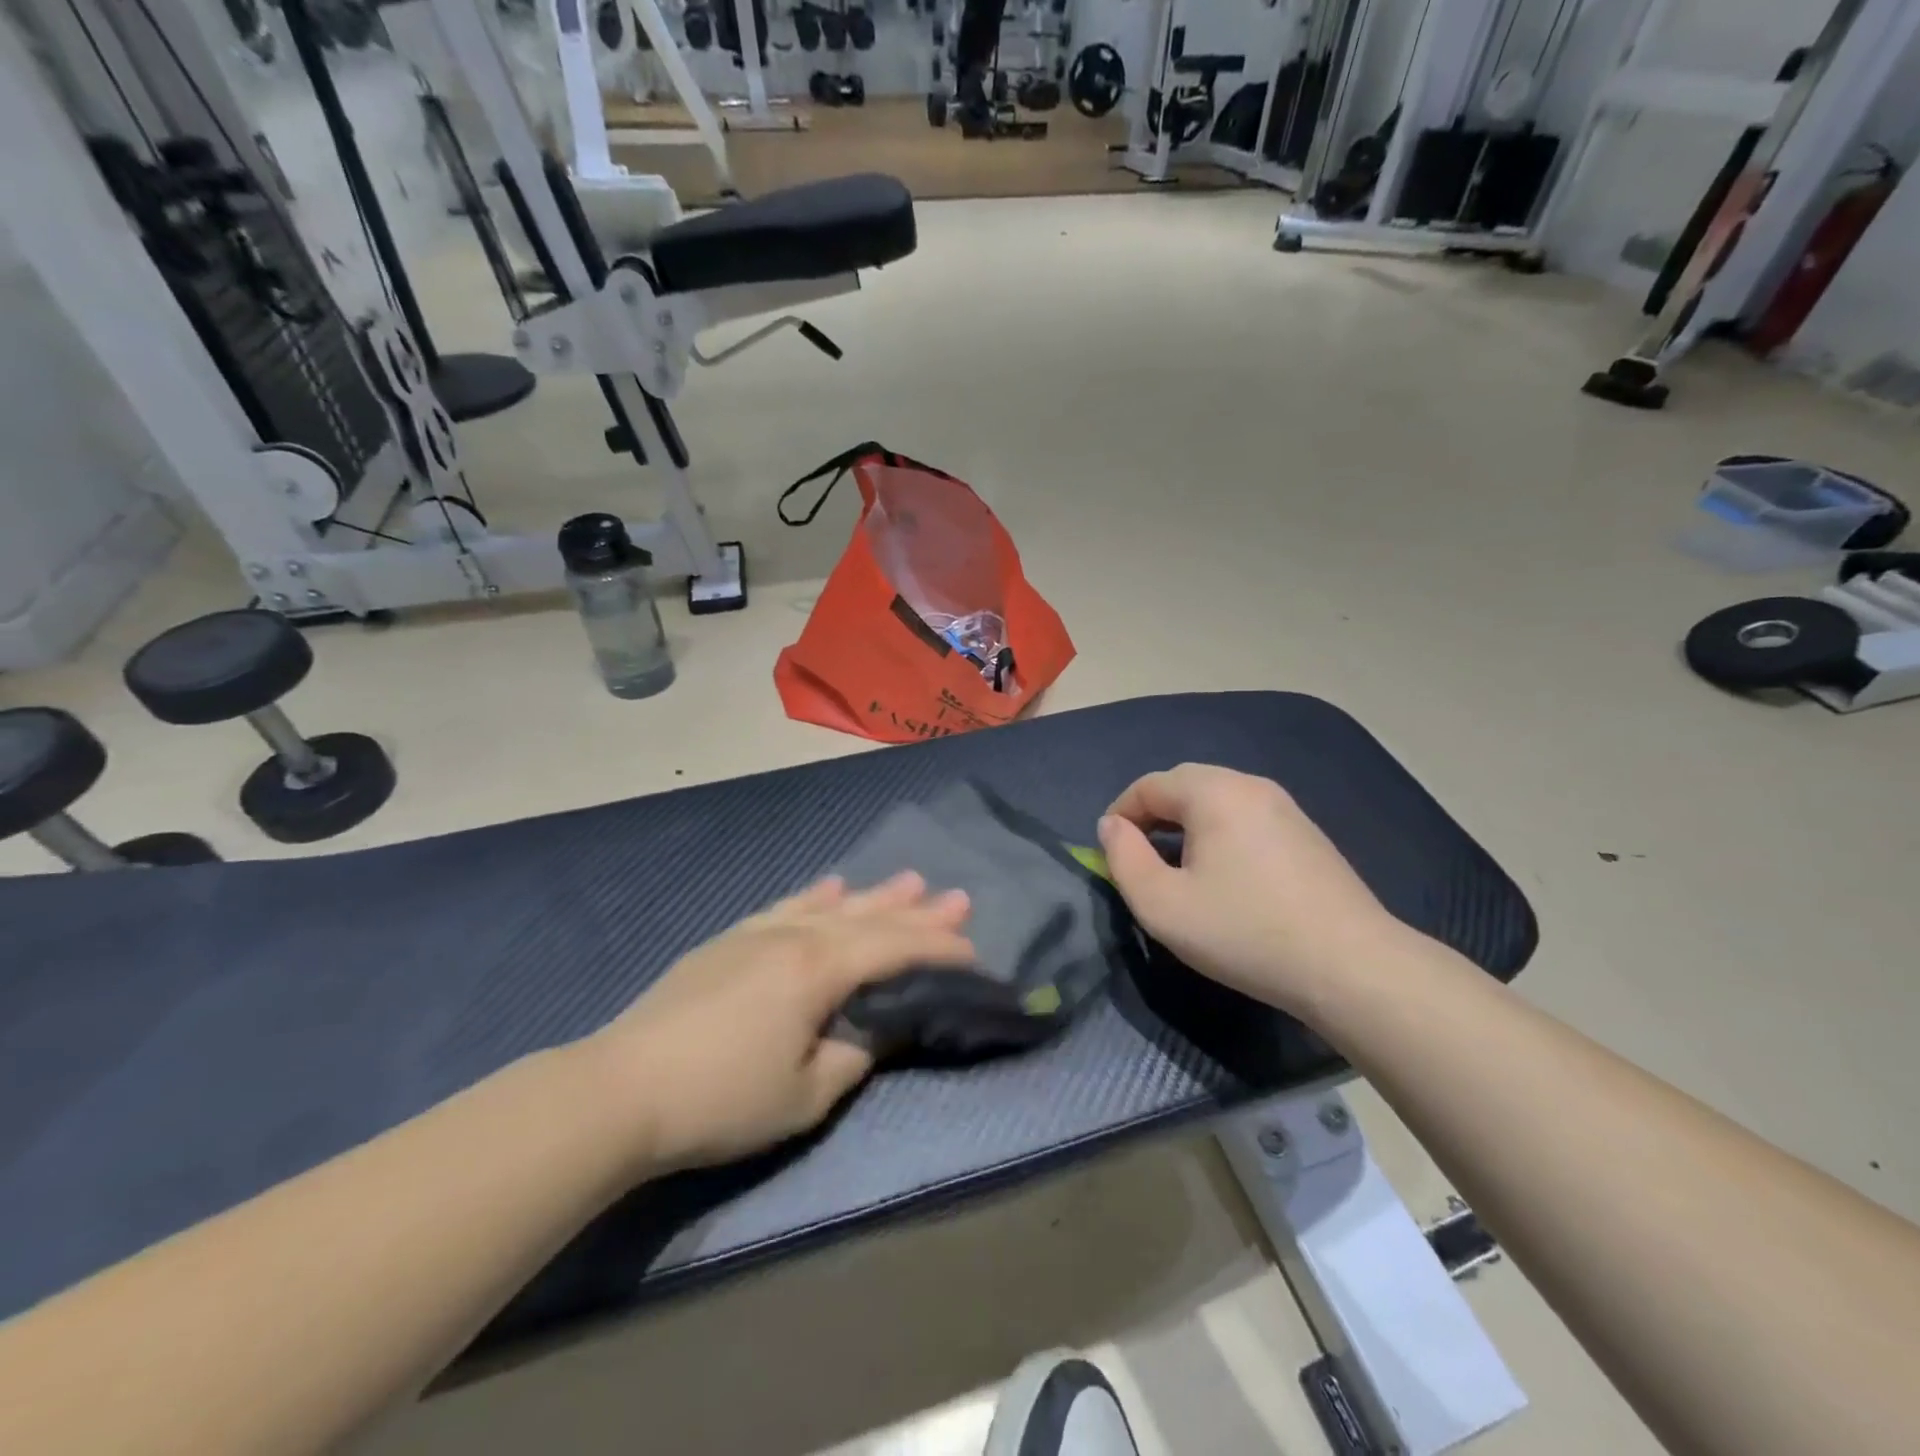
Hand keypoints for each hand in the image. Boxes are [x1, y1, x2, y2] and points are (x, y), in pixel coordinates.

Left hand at [591, 873, 973, 1172]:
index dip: (937, 949)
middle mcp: (795, 937)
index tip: (973, 951)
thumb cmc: (721, 1099)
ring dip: (874, 895)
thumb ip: (854, 1056)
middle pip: (868, 918)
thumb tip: (878, 1030)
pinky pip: (787, 907)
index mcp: (819, 970)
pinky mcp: (729, 942)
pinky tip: (831, 886)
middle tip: (958, 896)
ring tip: (909, 880)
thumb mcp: (804, 1094)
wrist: (620, 1088)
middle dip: (917, 912)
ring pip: (831, 906)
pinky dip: (816, 896)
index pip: (894, 949)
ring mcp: (759, 934)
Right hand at [1097, 764, 1404, 1013]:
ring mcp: (1286, 807)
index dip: (1120, 814)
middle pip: (1185, 784)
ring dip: (1187, 823)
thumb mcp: (1162, 905)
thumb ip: (1123, 859)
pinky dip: (1220, 833)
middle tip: (1139, 856)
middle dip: (1152, 814)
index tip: (1109, 852)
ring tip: (1177, 867)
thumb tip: (1111, 826)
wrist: (1351, 966)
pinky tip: (1225, 875)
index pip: (1149, 785)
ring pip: (1218, 800)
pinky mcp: (1308, 834)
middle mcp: (1251, 785)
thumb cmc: (1244, 932)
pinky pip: (1247, 817)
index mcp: (1214, 792)